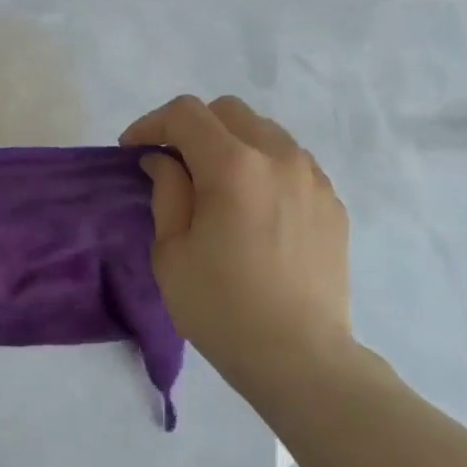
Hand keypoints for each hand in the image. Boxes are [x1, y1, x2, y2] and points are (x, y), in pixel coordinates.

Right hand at [121, 95, 354, 387]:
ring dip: (231, 145)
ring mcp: (314, 178)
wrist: (298, 355)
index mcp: (234, 166)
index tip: (133, 151)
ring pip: (265, 132)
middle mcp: (280, 157)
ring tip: (215, 186)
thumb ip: (167, 192)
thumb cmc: (221, 308)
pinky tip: (253, 209)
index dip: (151, 124)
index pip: (186, 114)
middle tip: (172, 165)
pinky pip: (291, 164)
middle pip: (229, 111)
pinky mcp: (332, 202)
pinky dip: (263, 168)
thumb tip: (163, 161)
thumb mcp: (172, 252)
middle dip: (192, 127)